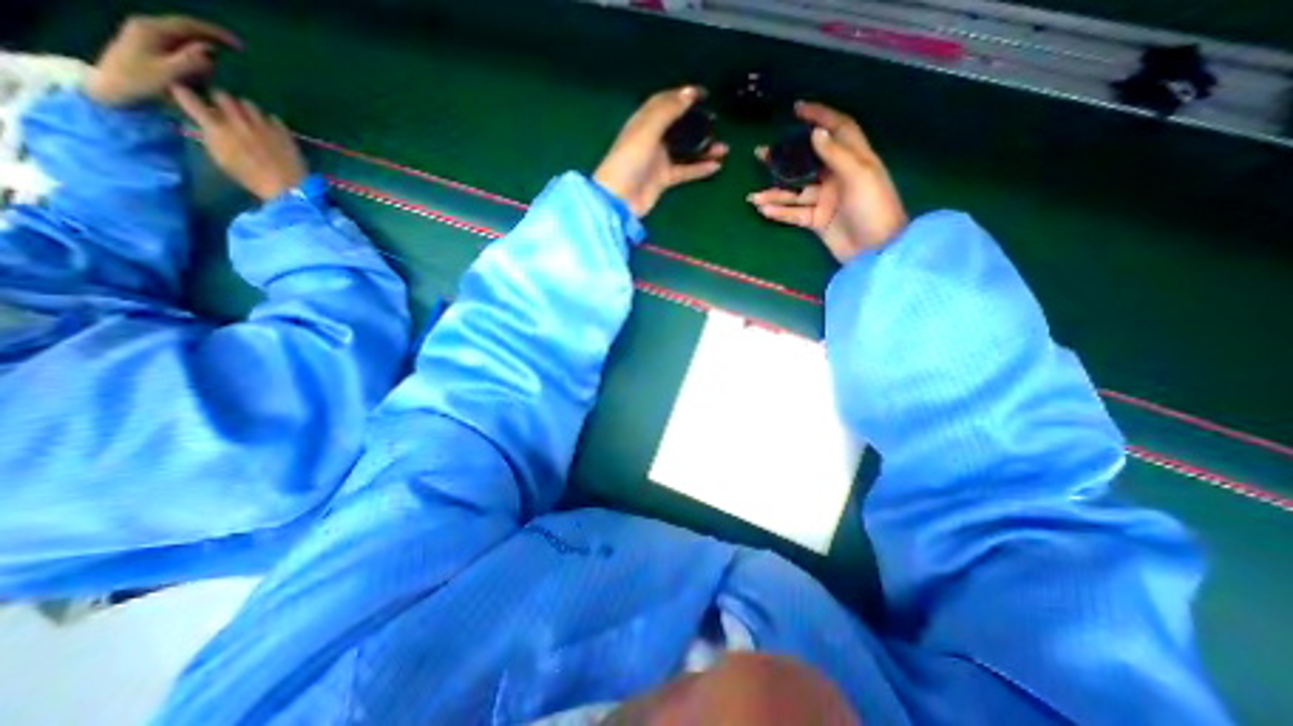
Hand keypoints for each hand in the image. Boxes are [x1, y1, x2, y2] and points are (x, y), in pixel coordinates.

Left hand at [83, 13, 237, 106]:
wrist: (111, 86)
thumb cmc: (139, 81)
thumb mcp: (169, 73)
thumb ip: (190, 61)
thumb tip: (211, 51)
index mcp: (152, 29)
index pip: (189, 25)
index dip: (216, 33)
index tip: (240, 45)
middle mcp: (149, 27)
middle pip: (187, 30)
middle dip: (213, 40)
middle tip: (238, 53)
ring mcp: (148, 36)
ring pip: (185, 39)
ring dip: (205, 50)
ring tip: (222, 66)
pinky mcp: (150, 47)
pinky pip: (180, 47)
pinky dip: (196, 56)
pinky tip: (205, 69)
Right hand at [170, 86, 306, 199]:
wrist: (288, 187)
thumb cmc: (251, 178)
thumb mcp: (221, 160)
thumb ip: (210, 138)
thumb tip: (203, 125)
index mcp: (216, 128)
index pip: (189, 99)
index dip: (183, 93)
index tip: (183, 92)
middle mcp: (238, 122)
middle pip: (222, 95)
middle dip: (220, 100)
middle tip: (224, 109)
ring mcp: (263, 126)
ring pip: (248, 104)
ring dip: (245, 109)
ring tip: (249, 119)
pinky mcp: (283, 132)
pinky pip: (273, 118)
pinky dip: (269, 121)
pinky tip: (270, 130)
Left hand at [591, 86, 725, 219]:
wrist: (619, 198)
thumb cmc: (629, 160)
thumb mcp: (647, 130)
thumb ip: (668, 111)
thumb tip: (689, 93)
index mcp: (644, 122)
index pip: (664, 102)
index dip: (682, 96)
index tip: (704, 94)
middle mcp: (652, 138)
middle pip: (678, 126)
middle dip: (697, 122)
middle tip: (715, 122)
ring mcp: (659, 160)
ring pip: (685, 150)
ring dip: (703, 148)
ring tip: (723, 147)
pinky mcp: (664, 179)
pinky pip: (686, 170)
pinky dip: (700, 168)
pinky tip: (716, 166)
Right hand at [749, 100, 906, 260]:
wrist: (876, 250)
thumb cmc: (874, 207)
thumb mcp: (860, 175)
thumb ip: (836, 154)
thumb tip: (815, 132)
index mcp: (854, 159)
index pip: (837, 129)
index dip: (820, 116)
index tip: (798, 109)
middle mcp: (837, 177)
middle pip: (807, 163)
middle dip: (784, 158)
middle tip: (761, 153)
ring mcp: (826, 200)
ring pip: (795, 192)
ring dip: (775, 193)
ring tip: (753, 196)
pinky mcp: (817, 221)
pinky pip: (795, 214)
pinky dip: (780, 212)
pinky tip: (764, 210)